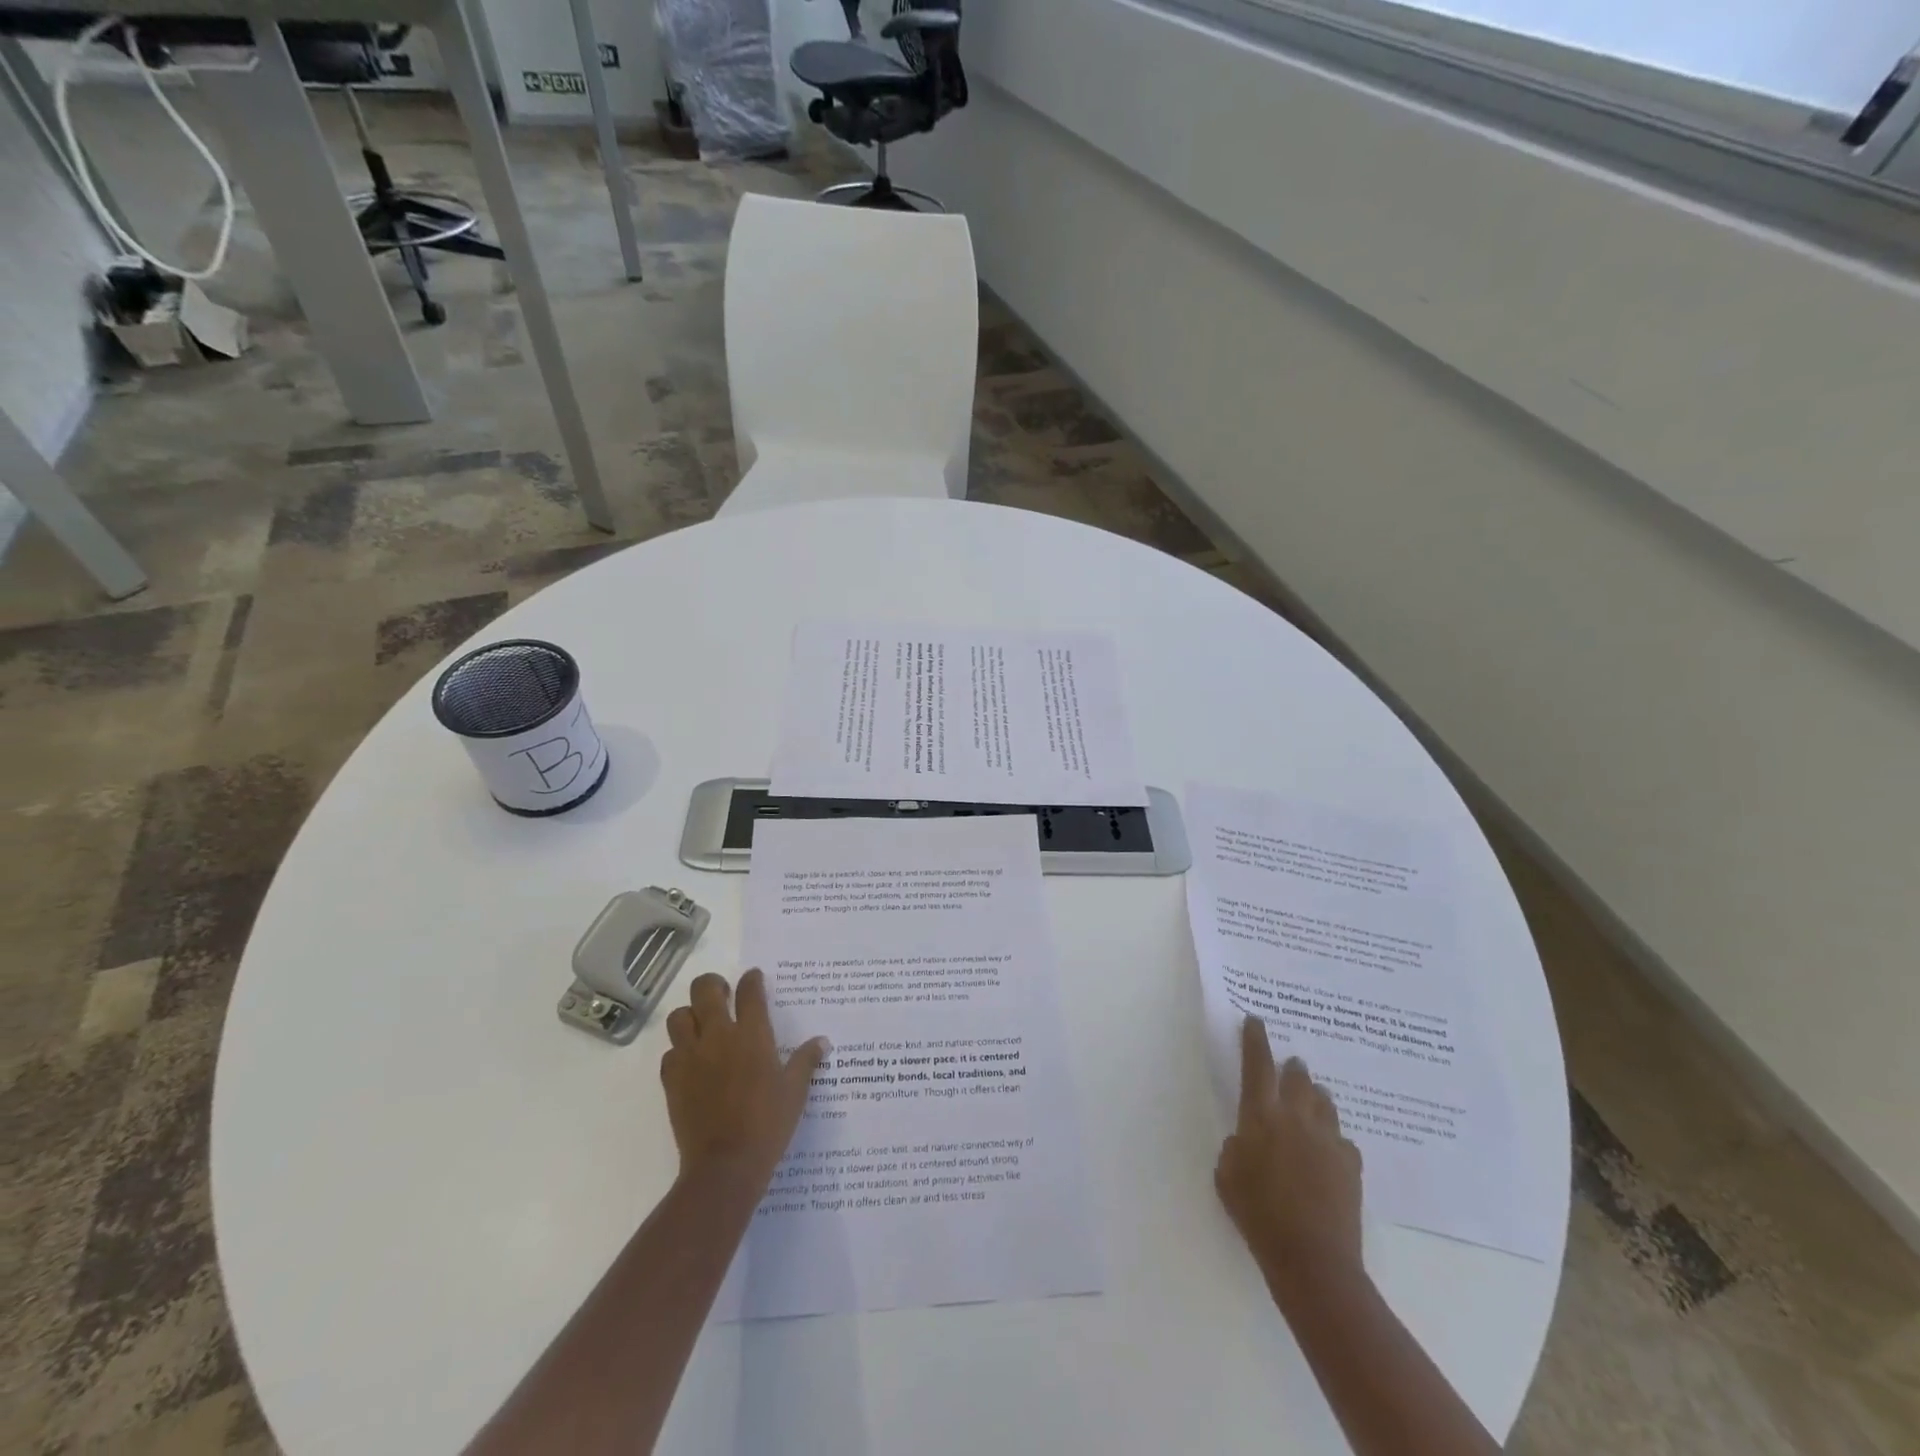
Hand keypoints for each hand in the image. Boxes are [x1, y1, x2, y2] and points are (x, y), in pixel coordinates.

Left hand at [661, 969, 828, 1192]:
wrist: (725, 1165)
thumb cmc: (768, 1124)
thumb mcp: (795, 1091)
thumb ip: (807, 1061)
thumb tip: (822, 1041)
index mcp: (752, 1035)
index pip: (750, 991)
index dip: (751, 979)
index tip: (753, 978)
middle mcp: (719, 1036)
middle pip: (705, 989)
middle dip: (712, 984)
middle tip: (722, 994)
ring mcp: (691, 1057)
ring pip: (678, 1017)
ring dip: (689, 1015)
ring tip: (702, 1025)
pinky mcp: (672, 1080)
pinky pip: (669, 1053)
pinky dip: (678, 1051)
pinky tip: (691, 1062)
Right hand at [1215, 1015, 1363, 1294]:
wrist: (1312, 1258)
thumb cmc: (1258, 1214)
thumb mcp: (1227, 1174)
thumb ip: (1237, 1146)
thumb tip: (1250, 1139)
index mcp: (1261, 1116)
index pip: (1256, 1065)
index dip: (1255, 1040)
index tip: (1256, 1020)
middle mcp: (1297, 1118)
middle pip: (1298, 1077)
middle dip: (1292, 1068)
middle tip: (1289, 1066)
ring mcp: (1328, 1139)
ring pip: (1324, 1102)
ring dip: (1314, 1097)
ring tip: (1310, 1102)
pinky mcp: (1351, 1164)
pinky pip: (1341, 1138)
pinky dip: (1332, 1137)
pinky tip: (1328, 1151)